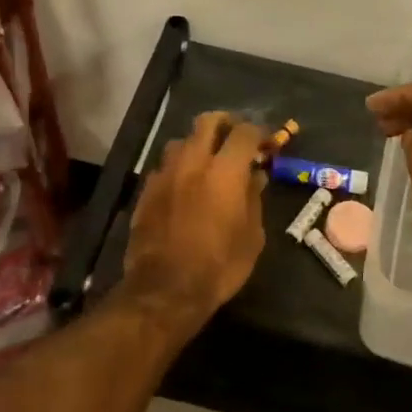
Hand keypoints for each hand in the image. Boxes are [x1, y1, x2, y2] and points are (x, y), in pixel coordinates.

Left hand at [121, 111, 266, 332]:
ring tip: (207, 162)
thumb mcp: (251, 236)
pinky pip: (165, 166)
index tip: (266, 143)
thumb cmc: (219, 266)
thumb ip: (254, 199)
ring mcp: (165, 174)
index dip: (259, 132)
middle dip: (225, 123)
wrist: (165, 290)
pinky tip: (185, 186)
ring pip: (181, 141)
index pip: (244, 132)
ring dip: (197, 144)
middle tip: (235, 137)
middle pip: (207, 121)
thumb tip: (255, 176)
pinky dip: (179, 168)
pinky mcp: (146, 191)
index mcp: (225, 171)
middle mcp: (193, 162)